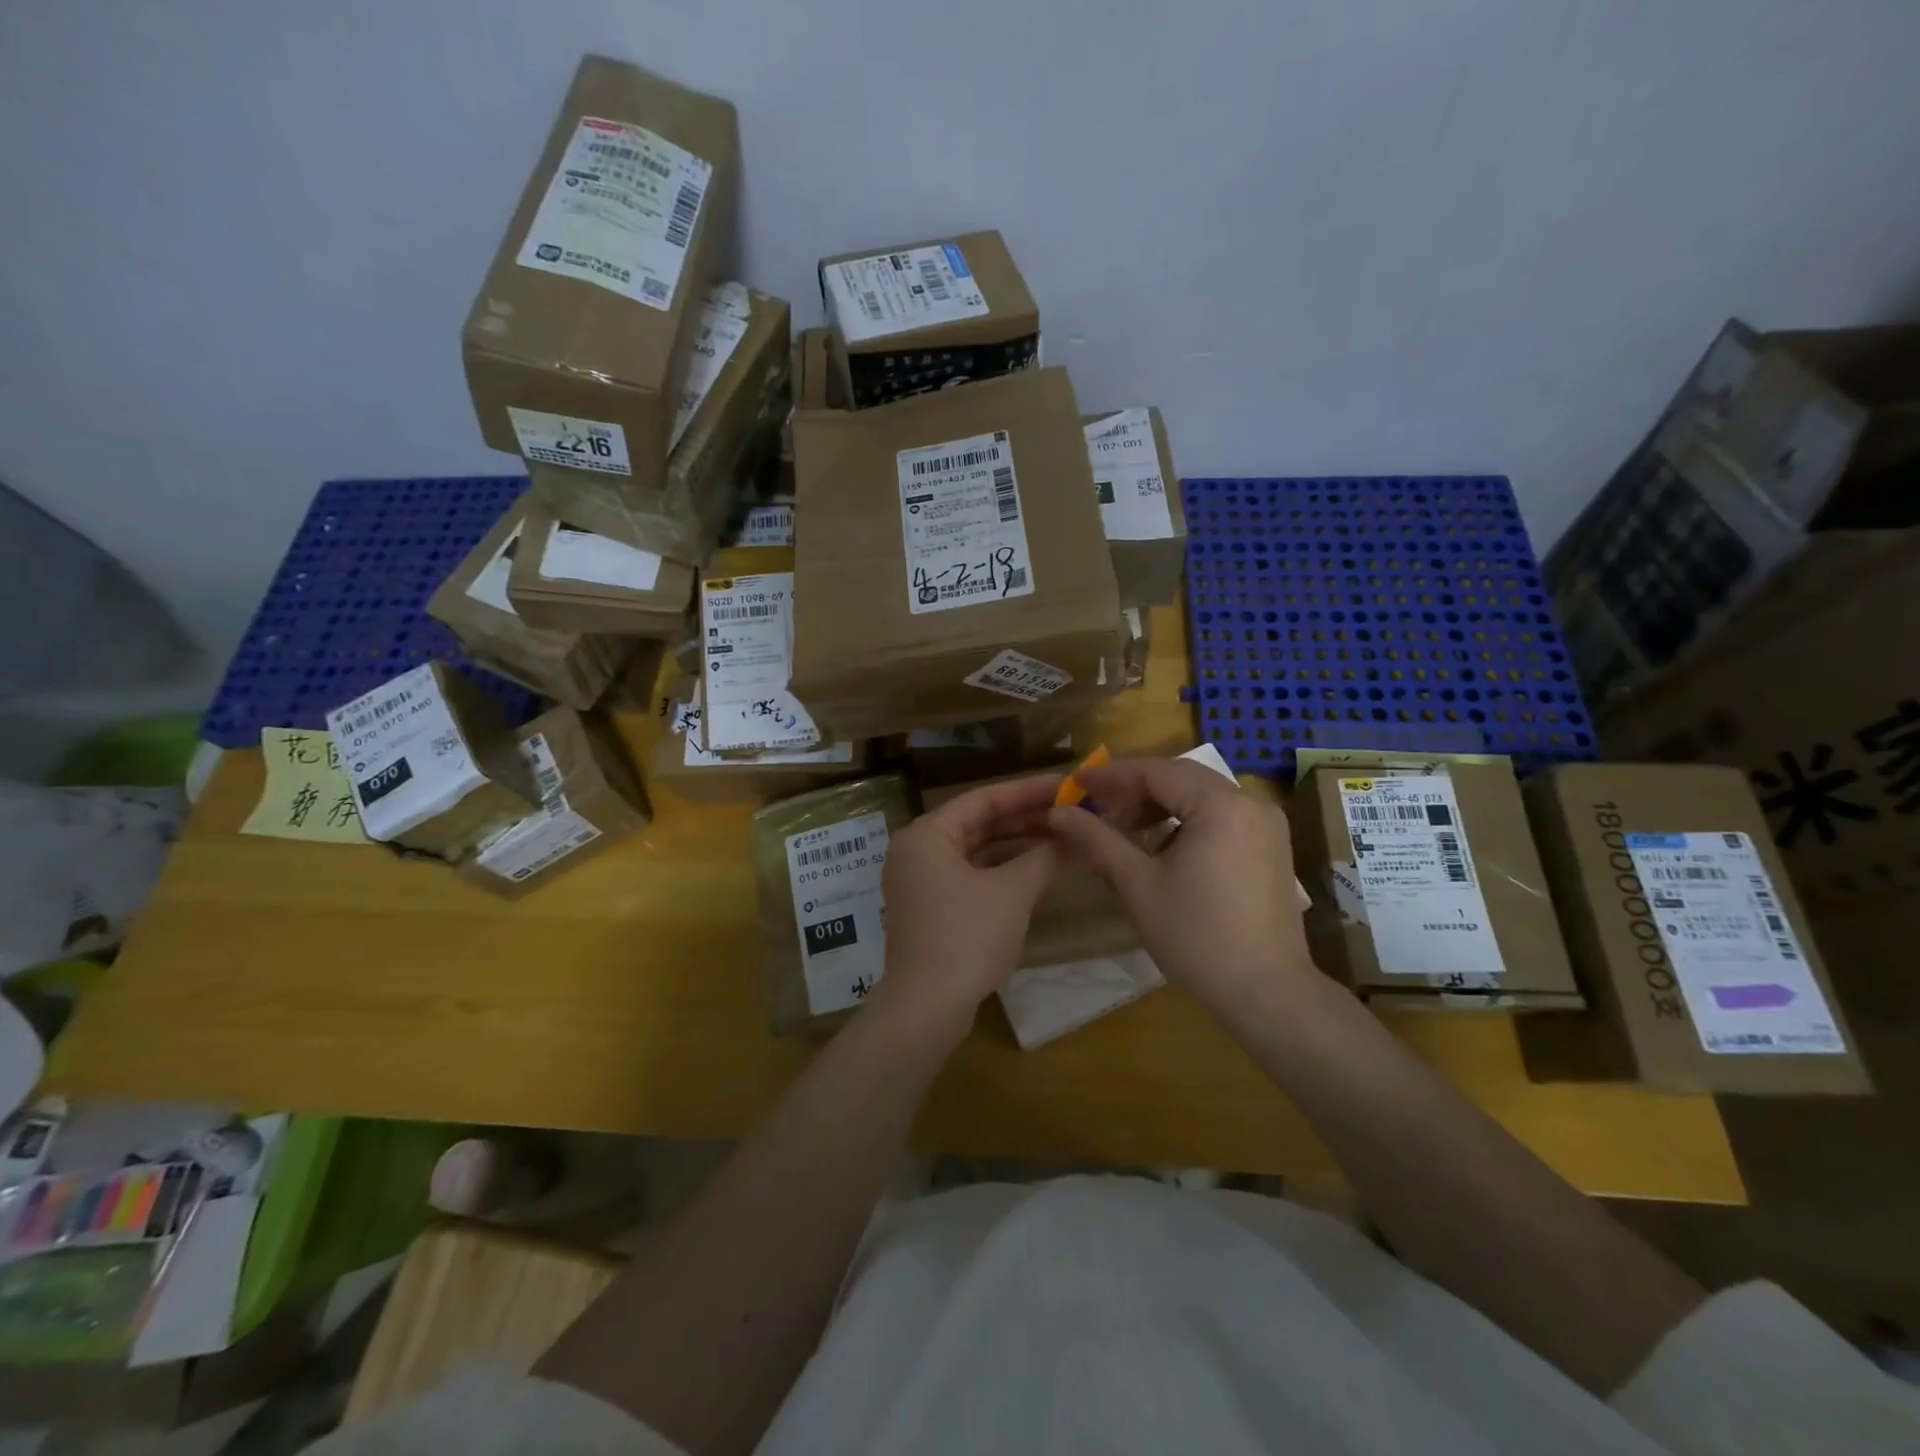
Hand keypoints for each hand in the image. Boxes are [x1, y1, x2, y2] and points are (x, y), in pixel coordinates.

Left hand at [871, 774, 1062, 1042]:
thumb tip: (1078, 836)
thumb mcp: (1012, 893)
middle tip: (1071, 810)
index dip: (1028, 791)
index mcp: (926, 835)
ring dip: (1017, 845)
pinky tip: (1038, 870)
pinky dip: (1003, 871)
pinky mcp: (932, 908)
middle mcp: (918, 850)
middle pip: (979, 823)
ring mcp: (922, 881)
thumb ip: (1046, 858)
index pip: (983, 799)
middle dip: (1026, 819)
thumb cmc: (966, 938)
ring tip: (1063, 838)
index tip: (1067, 785)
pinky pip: (972, 875)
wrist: (926, 1009)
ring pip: (977, 851)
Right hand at [1047, 757, 1321, 1026]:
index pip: (1156, 771)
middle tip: (1095, 807)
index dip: (1111, 775)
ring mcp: (1265, 825)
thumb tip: (1058, 812)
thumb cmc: (1196, 936)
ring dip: (1159, 807)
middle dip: (1135, 790)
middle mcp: (1250, 802)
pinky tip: (1160, 850)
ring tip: (1123, 833)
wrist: (1267, 994)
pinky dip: (1185, 823)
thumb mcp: (1138, 884)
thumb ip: (1096, 839)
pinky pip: (1220, 817)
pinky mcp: (1270, 848)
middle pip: (1181, 778)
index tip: (1075, 783)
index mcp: (1220, 805)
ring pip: (1201, 797)